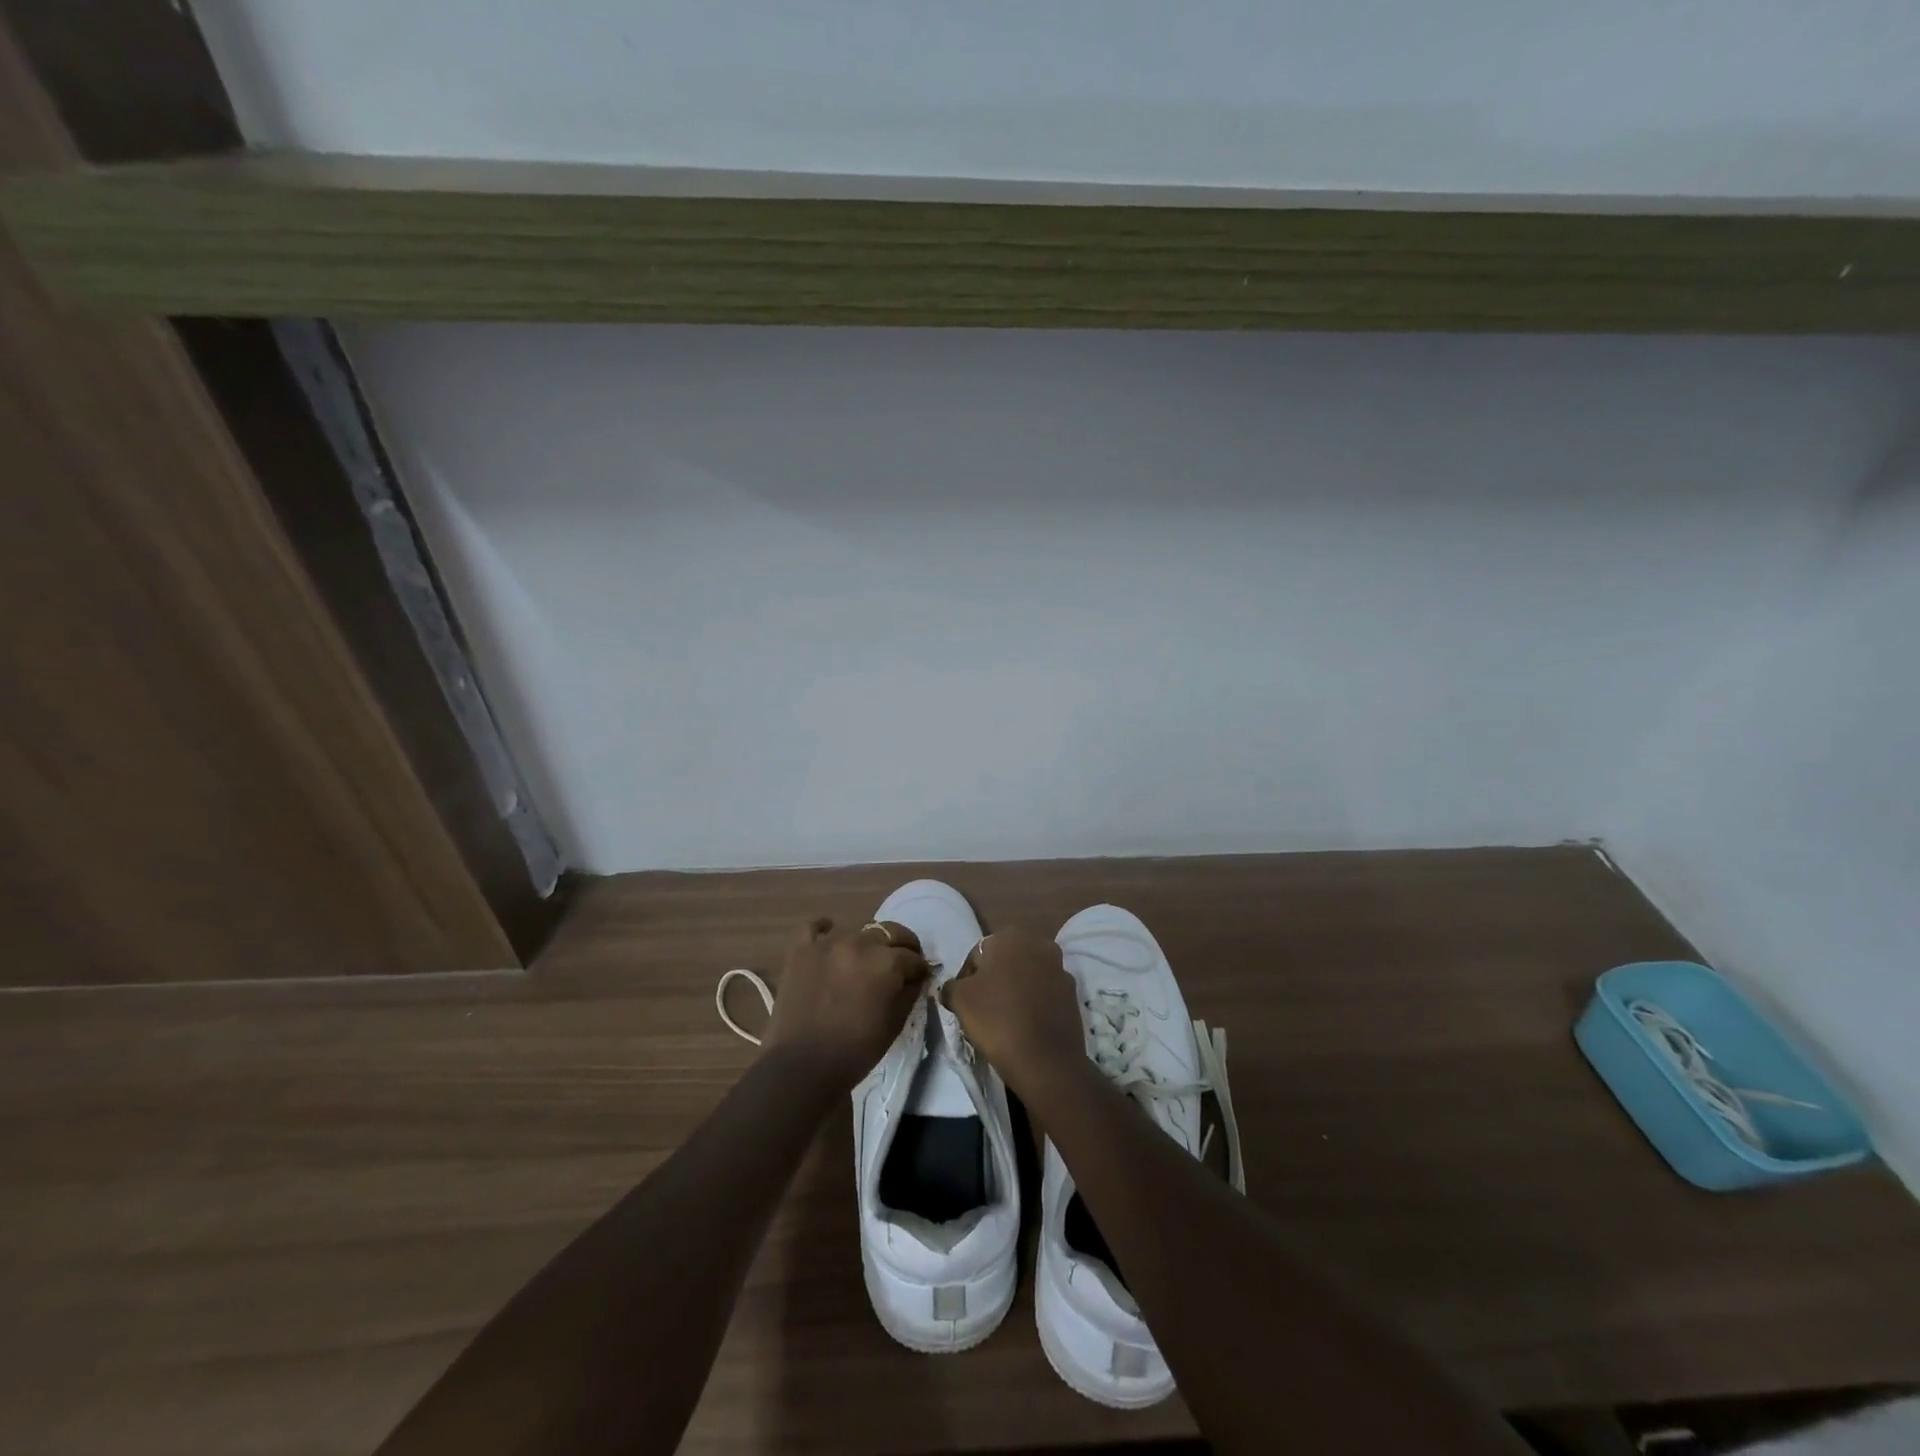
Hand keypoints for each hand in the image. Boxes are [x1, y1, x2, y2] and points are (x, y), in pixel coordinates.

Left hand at [763, 918, 930, 1089]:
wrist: (801, 1067)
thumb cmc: (854, 1052)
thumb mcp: (894, 1025)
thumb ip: (909, 994)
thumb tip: (915, 978)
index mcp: (886, 963)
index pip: (913, 957)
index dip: (919, 968)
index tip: (919, 977)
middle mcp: (860, 943)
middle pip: (889, 932)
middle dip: (900, 946)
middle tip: (899, 963)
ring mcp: (827, 943)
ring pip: (857, 929)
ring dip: (866, 942)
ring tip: (864, 960)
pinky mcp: (801, 950)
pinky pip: (814, 927)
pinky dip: (824, 930)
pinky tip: (829, 940)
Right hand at [944, 927, 1085, 1097]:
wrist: (1045, 1060)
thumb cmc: (997, 1019)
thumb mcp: (959, 999)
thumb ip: (951, 985)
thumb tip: (953, 988)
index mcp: (1011, 936)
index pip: (978, 954)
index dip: (967, 977)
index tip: (963, 1001)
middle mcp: (1040, 943)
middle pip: (1006, 961)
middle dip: (994, 979)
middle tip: (982, 1008)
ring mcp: (1061, 968)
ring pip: (1027, 976)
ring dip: (1016, 990)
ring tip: (1004, 1019)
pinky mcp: (1073, 994)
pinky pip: (1045, 993)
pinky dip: (1035, 1003)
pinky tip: (1025, 1025)